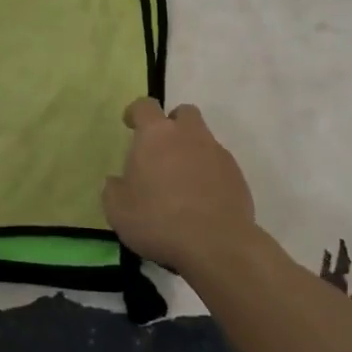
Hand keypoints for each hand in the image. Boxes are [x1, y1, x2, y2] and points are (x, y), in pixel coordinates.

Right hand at [102, 98, 256, 273]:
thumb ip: (114, 189)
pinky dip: (209, 175)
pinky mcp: (237, 176)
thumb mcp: (118, 210)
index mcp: (156, 134)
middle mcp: (189, 135)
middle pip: (183, 114)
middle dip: (172, 125)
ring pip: (204, 140)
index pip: (145, 106)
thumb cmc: (159, 220)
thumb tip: (117, 182)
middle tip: (161, 150)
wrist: (217, 245)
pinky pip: (219, 166)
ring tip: (182, 183)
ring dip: (192, 152)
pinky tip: (202, 201)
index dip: (136, 112)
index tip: (130, 125)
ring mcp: (217, 154)